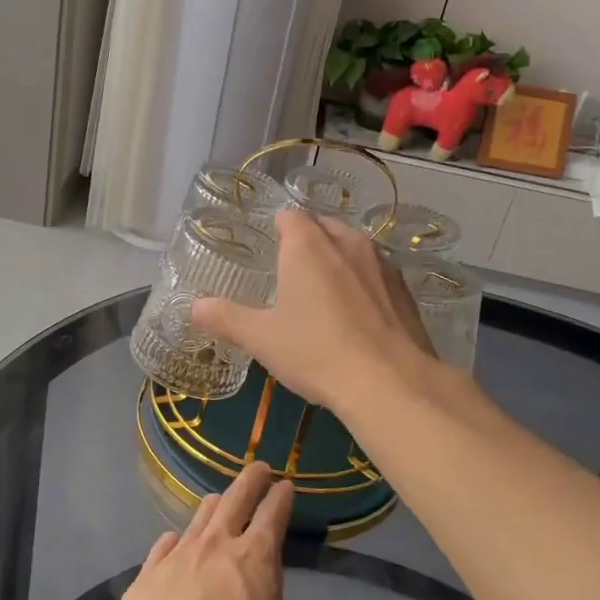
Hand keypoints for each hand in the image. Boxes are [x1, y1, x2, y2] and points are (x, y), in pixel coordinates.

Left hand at [116, 462, 312, 599]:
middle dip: (250, 480)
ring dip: (213, 506)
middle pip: (234, 500)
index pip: (272, 514)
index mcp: (255, 558)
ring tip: (218, 500)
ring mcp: (176, 558)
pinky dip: (174, 542)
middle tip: (258, 468)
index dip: (281, 497)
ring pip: (197, 519)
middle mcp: (215, 546)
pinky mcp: (145, 578)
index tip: (285, 484)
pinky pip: (162, 548)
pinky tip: (174, 540)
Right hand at [192, 209, 435, 414]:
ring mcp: (381, 264)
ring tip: (324, 292)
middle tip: (292, 274)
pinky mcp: (405, 290)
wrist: (389, 382)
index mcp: (307, 246)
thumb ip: (226, 318)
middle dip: (308, 242)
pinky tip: (357, 315)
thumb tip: (194, 307)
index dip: (278, 228)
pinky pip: (376, 273)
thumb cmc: (316, 352)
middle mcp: (346, 242)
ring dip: (338, 260)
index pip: (290, 216)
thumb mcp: (262, 339)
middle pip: (323, 227)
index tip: (270, 250)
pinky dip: (364, 283)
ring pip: (353, 248)